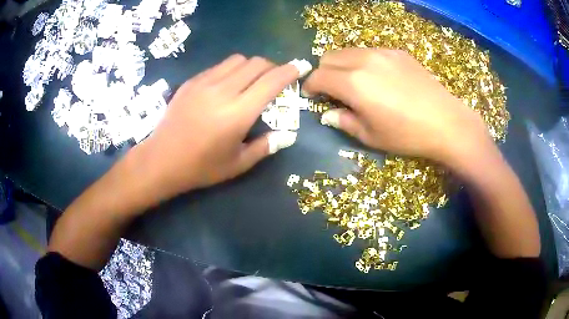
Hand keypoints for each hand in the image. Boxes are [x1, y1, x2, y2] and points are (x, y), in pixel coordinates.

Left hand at [133, 54, 301, 200]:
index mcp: (238, 114)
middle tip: (275, 79)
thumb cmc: (201, 167)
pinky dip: (231, 70)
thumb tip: (287, 135)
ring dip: (251, 66)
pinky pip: (218, 66)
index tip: (299, 68)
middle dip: (272, 67)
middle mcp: (223, 91)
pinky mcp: (191, 82)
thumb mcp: (238, 164)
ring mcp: (204, 83)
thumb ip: (266, 147)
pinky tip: (227, 85)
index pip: (271, 81)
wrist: (161, 160)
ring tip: (251, 80)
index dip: (289, 71)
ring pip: (237, 60)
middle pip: (256, 63)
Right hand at [302, 48, 493, 168]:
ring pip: (349, 51)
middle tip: (333, 91)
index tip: (312, 96)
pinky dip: (363, 62)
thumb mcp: (370, 136)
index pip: (318, 76)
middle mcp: (364, 60)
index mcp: (353, 83)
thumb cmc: (407, 135)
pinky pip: (370, 51)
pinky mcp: (398, 52)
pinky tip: (379, 79)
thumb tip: (327, 113)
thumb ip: (343, 121)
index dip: (310, 87)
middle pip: (329, 57)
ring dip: (343, 65)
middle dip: (324, 73)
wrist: (446, 123)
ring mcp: (383, 53)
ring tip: (356, 84)